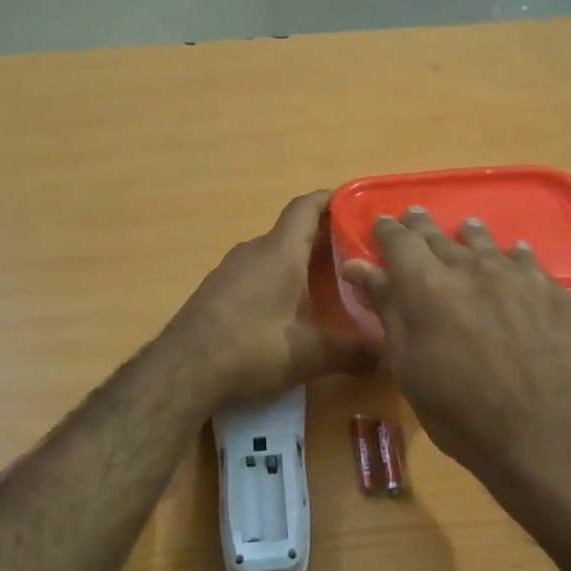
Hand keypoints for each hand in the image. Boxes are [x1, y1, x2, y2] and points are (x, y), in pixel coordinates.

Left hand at [170, 192, 374, 406]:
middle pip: (293, 232)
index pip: (307, 207)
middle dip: (325, 239)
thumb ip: (352, 352)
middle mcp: (253, 251)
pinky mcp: (215, 292)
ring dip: (299, 263)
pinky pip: (254, 274)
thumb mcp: (310, 354)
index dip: (332, 200)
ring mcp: (229, 271)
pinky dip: (277, 281)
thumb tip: (387, 357)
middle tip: (358, 256)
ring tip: (329, 285)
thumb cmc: (253, 348)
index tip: (356, 205)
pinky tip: (288, 311)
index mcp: (280, 251)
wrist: (183, 371)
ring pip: (273, 255)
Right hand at [339, 207, 570, 487]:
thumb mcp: (408, 366)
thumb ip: (386, 308)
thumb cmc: (459, 412)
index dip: (386, 230)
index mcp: (426, 285)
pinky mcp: (553, 291)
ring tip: (463, 229)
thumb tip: (357, 266)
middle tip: (413, 217)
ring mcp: (517, 276)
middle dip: (421, 226)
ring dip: (467, 235)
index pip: (398, 240)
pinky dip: (511, 255)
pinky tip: (513, 254)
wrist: (542, 437)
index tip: (380, 226)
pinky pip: (526, 260)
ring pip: (484, 241)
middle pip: (439, 235)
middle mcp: (470, 267)